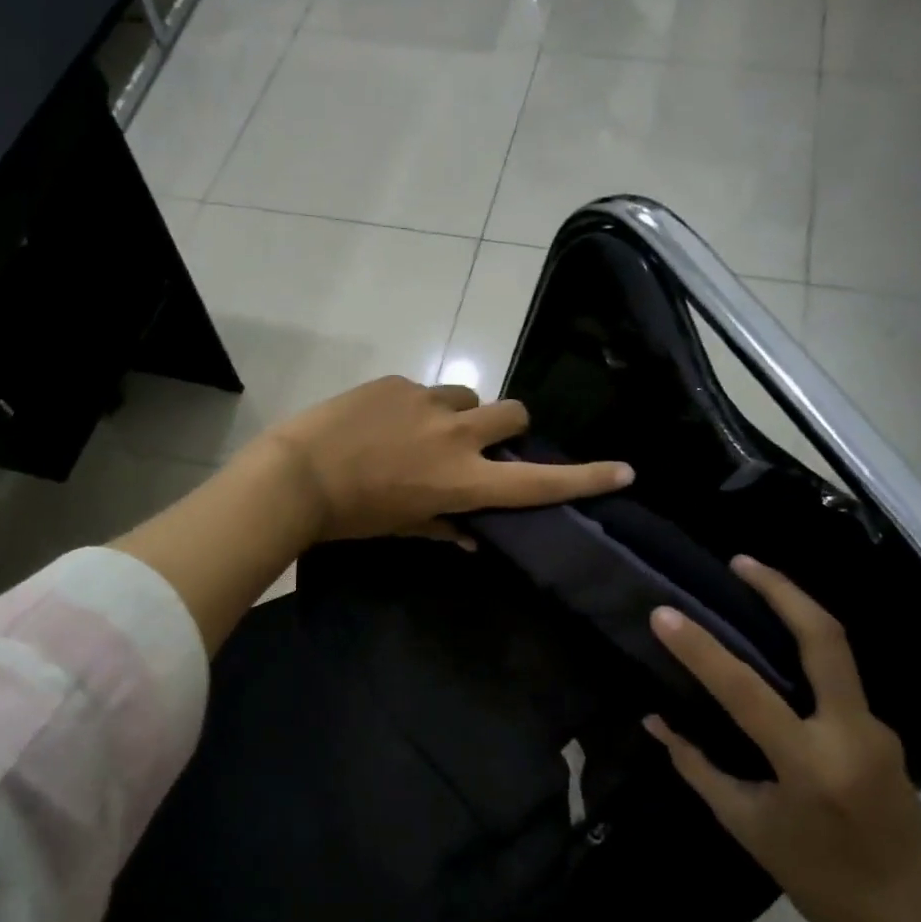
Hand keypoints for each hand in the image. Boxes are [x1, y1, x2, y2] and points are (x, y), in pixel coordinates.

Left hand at [251, 377, 633, 544]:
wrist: (296, 474)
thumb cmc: (352, 516)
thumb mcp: (403, 528)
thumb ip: (445, 527)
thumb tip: (473, 538)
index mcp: (463, 480)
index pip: (537, 481)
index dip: (585, 478)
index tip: (623, 470)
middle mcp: (457, 436)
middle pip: (515, 413)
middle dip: (511, 427)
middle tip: (487, 442)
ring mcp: (428, 403)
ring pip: (470, 396)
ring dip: (463, 414)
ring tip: (428, 431)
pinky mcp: (398, 383)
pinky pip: (425, 390)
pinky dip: (419, 407)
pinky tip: (386, 423)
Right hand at [643, 556, 920, 921]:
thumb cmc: (817, 879)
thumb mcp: (745, 825)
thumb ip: (697, 765)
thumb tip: (655, 719)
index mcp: (811, 765)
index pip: (747, 691)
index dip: (701, 649)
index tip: (663, 614)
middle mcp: (852, 734)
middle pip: (826, 640)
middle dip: (783, 592)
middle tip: (741, 561)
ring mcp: (877, 729)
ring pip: (836, 653)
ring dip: (795, 613)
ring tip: (751, 590)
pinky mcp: (884, 732)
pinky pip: (838, 681)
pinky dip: (803, 656)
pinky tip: (774, 655)